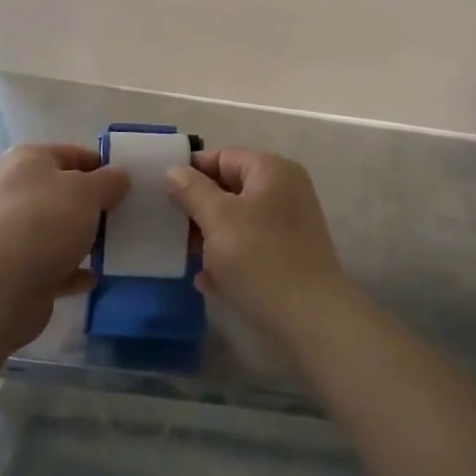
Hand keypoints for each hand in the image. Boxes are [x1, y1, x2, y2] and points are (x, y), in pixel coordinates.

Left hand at [0, 143, 127, 349]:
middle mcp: (17, 191)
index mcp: (28, 161)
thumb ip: (109, 181)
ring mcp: (15, 233)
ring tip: (116, 245)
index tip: (128, 183)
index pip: (71, 153)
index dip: (101, 165)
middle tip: (126, 214)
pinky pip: (55, 265)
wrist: (2, 285)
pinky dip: (74, 270)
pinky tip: (95, 277)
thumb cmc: (46, 220)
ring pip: (59, 230)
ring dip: (85, 238)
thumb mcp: (88, 191)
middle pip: (64, 193)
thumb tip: (120, 175)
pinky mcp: (19, 270)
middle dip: (94, 204)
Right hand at [164, 148, 352, 347]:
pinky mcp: (290, 253)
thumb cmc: (260, 259)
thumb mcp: (218, 219)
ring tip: (187, 258)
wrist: (312, 319)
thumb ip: (192, 190)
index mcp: (271, 169)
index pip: (221, 156)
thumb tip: (174, 171)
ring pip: (238, 219)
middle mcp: (285, 189)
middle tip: (171, 230)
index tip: (163, 195)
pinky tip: (209, 281)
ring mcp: (290, 222)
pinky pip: (251, 245)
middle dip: (199, 209)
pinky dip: (229, 257)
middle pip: (229, 188)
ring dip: (211, 237)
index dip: (190, 173)